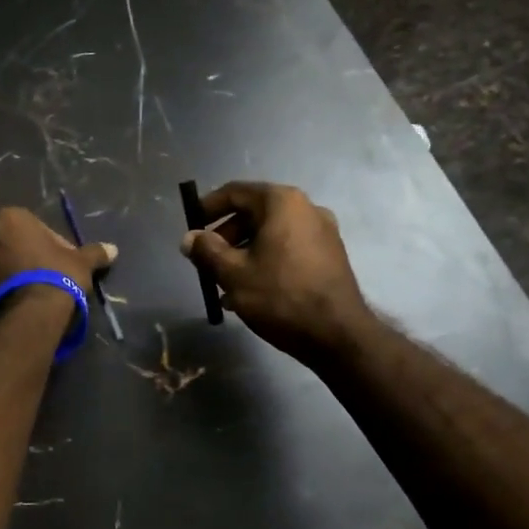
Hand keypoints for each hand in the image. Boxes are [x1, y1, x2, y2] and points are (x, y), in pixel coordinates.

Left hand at [0, 206, 116, 315]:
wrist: (30, 314)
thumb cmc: (56, 275)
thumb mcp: (81, 262)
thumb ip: (94, 252)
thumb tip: (113, 249)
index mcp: (9, 219)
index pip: (30, 225)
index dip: (47, 242)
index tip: (59, 260)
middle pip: (7, 243)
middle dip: (21, 256)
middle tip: (43, 276)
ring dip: (6, 276)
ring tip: (28, 295)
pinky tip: (14, 308)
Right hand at [180, 181, 370, 363]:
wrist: (339, 336)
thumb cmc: (281, 297)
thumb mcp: (233, 274)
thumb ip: (207, 250)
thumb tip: (190, 238)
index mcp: (282, 202)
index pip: (235, 192)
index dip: (208, 207)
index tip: (191, 226)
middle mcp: (306, 208)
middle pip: (254, 212)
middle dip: (226, 236)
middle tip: (206, 260)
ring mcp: (323, 232)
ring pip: (270, 233)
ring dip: (244, 252)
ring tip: (224, 283)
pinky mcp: (330, 255)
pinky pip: (288, 248)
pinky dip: (266, 260)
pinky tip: (251, 290)